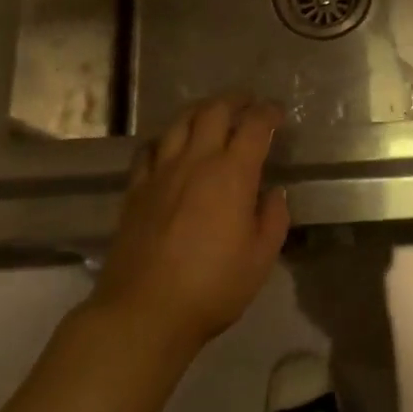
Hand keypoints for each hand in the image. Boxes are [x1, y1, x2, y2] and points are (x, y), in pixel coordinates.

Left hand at [91, 95, 290, 355]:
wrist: (144, 311)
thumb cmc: (212, 286)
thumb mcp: (260, 258)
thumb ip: (273, 218)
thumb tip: (273, 193)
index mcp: (232, 174)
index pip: (253, 126)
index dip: (268, 112)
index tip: (277, 112)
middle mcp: (196, 161)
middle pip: (213, 111)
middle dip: (234, 100)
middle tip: (247, 103)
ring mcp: (161, 173)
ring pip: (179, 123)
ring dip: (200, 111)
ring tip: (211, 115)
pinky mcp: (136, 190)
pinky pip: (150, 149)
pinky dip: (166, 138)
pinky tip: (170, 146)